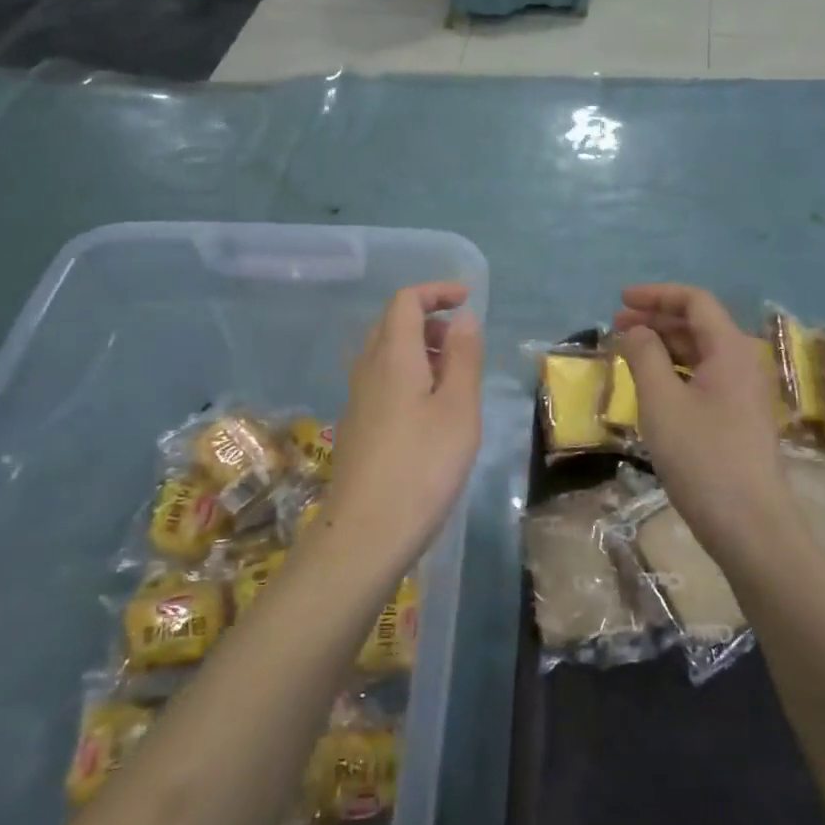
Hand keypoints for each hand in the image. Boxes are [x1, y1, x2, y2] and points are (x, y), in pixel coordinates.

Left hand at [328, 282, 483, 560]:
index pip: (406, 301)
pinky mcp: (358, 424)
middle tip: (463, 341)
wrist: (367, 531)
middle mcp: (368, 368)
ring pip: (386, 353)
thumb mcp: (458, 408)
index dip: (436, 292)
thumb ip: (463, 357)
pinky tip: (431, 410)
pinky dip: (409, 374)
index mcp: (393, 356)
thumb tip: (462, 317)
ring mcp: (358, 398)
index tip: (467, 299)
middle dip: (429, 319)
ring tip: (454, 376)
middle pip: (392, 323)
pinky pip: (382, 379)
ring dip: (419, 348)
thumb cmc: (423, 466)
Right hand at [614, 284, 789, 563]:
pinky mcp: (737, 418)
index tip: (620, 301)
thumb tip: (635, 331)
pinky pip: (703, 377)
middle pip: (698, 324)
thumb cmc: (702, 456)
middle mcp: (742, 362)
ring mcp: (743, 392)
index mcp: (730, 349)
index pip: (694, 301)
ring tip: (627, 352)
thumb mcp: (661, 401)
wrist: (749, 524)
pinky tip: (651, 384)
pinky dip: (674, 371)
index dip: (656, 295)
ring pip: (699, 352)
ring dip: (663, 345)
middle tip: (615, 326)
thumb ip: (644, 355)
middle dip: (656, 318)